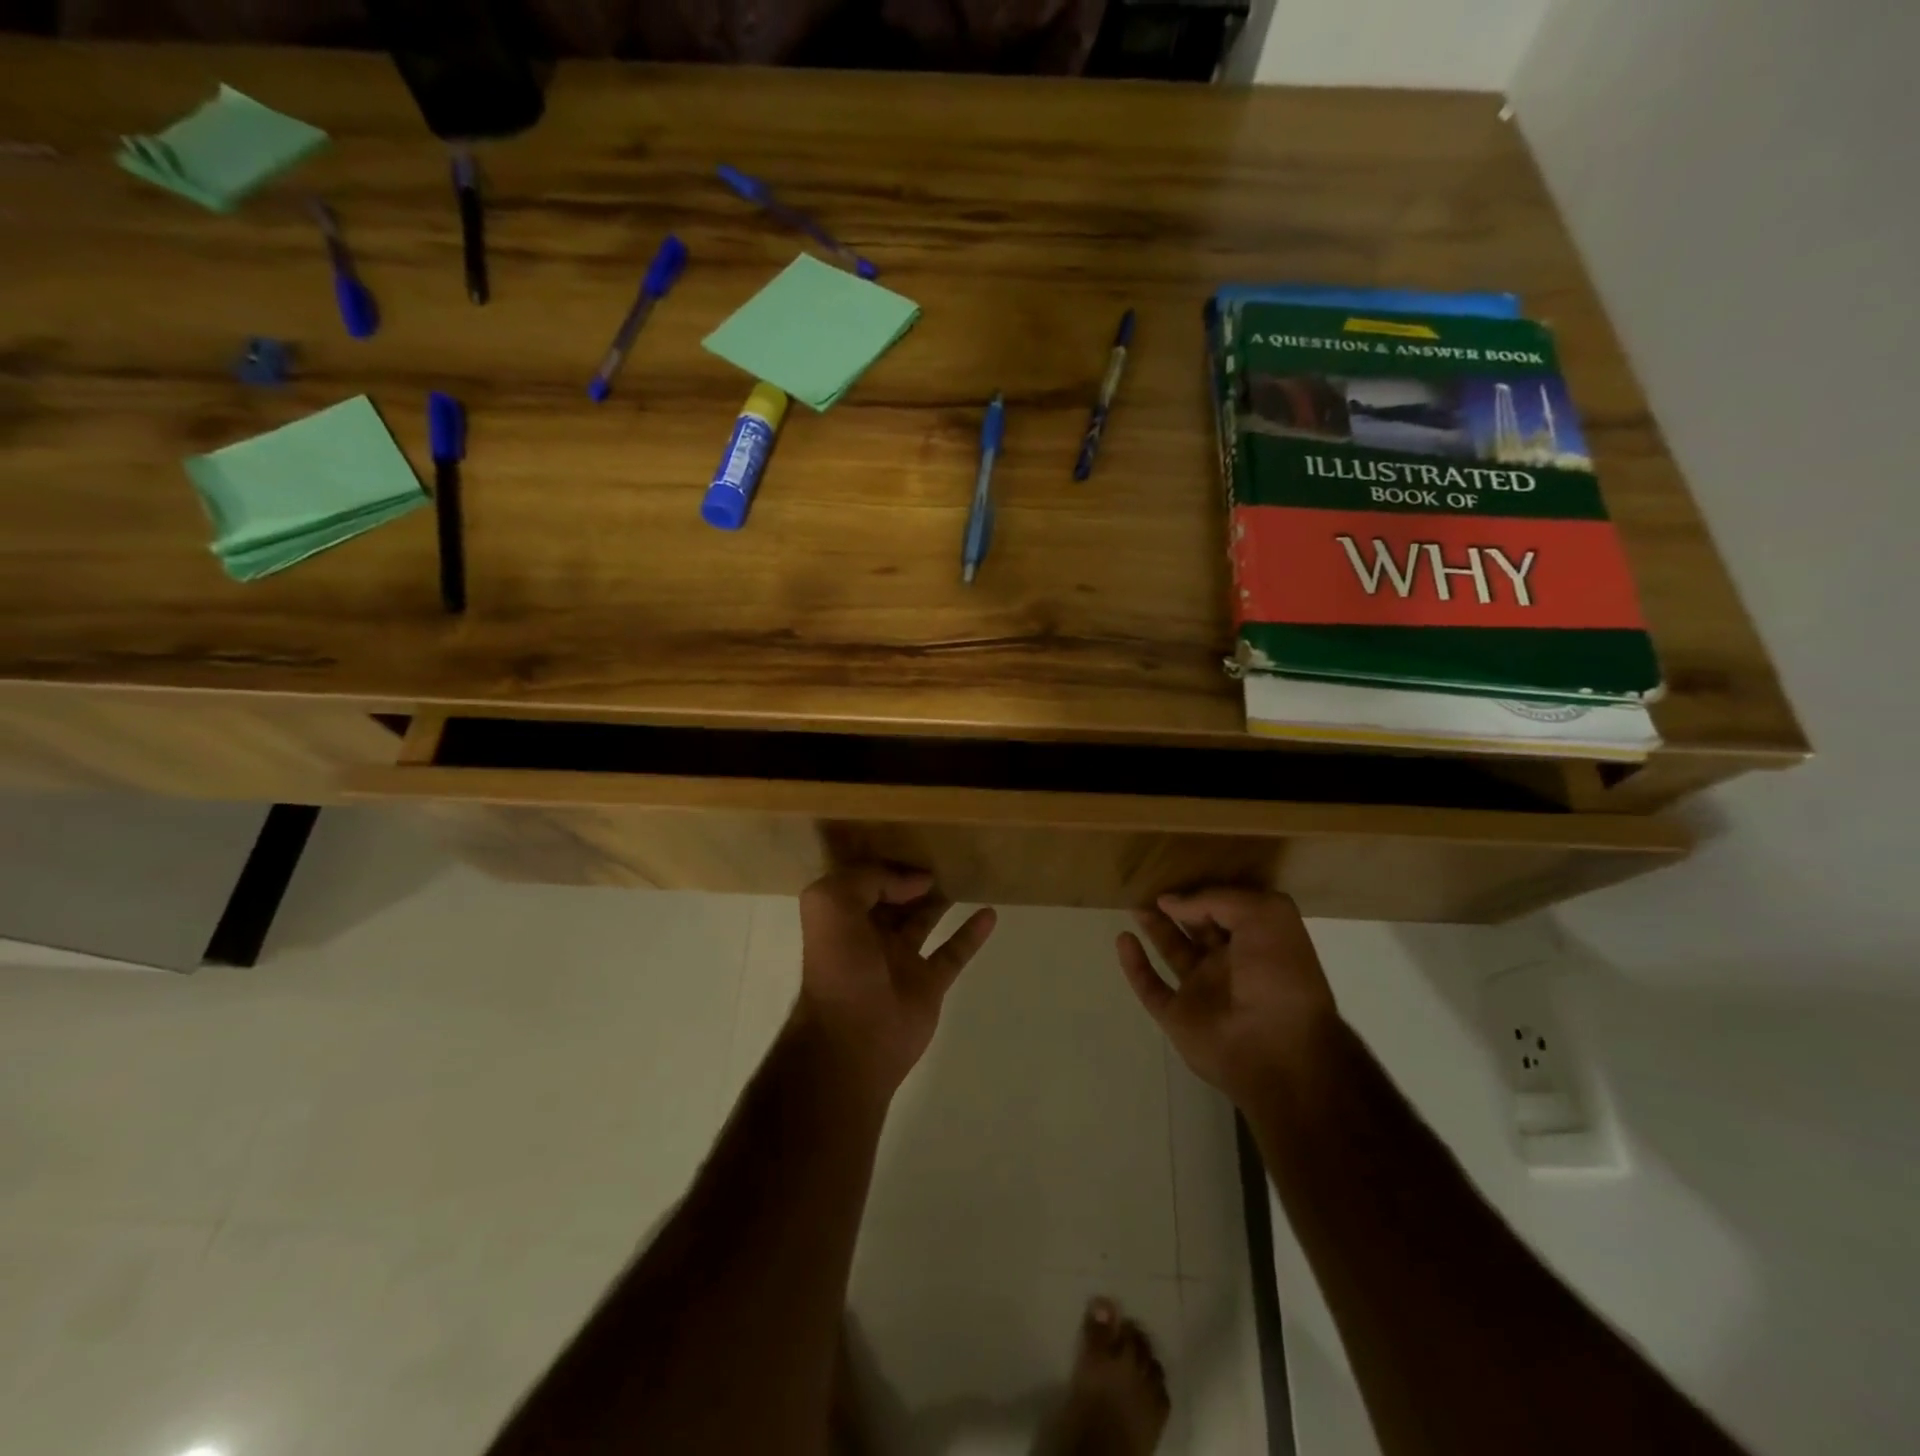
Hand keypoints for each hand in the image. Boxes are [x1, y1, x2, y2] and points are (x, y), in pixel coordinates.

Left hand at [795, 864, 997, 1100]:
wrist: (852, 1039)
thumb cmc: (839, 967)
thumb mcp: (833, 903)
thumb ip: (870, 879)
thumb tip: (915, 881)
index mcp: (843, 917)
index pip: (865, 880)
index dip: (886, 864)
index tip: (915, 849)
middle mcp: (869, 935)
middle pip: (895, 898)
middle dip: (913, 878)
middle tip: (944, 853)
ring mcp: (901, 960)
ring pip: (924, 920)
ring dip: (941, 900)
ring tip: (965, 874)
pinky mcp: (929, 984)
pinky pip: (954, 951)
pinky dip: (972, 933)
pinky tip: (989, 913)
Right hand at [1116, 888, 1337, 1103]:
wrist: (1277, 1050)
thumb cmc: (1279, 976)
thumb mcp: (1264, 916)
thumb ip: (1216, 899)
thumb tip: (1171, 901)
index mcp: (1259, 941)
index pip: (1227, 906)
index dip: (1205, 889)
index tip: (1178, 869)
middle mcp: (1231, 963)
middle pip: (1197, 926)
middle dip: (1177, 905)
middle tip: (1148, 881)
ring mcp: (1203, 991)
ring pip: (1172, 950)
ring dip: (1154, 927)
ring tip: (1133, 903)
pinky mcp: (1178, 1016)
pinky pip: (1150, 986)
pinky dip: (1134, 964)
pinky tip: (1123, 939)